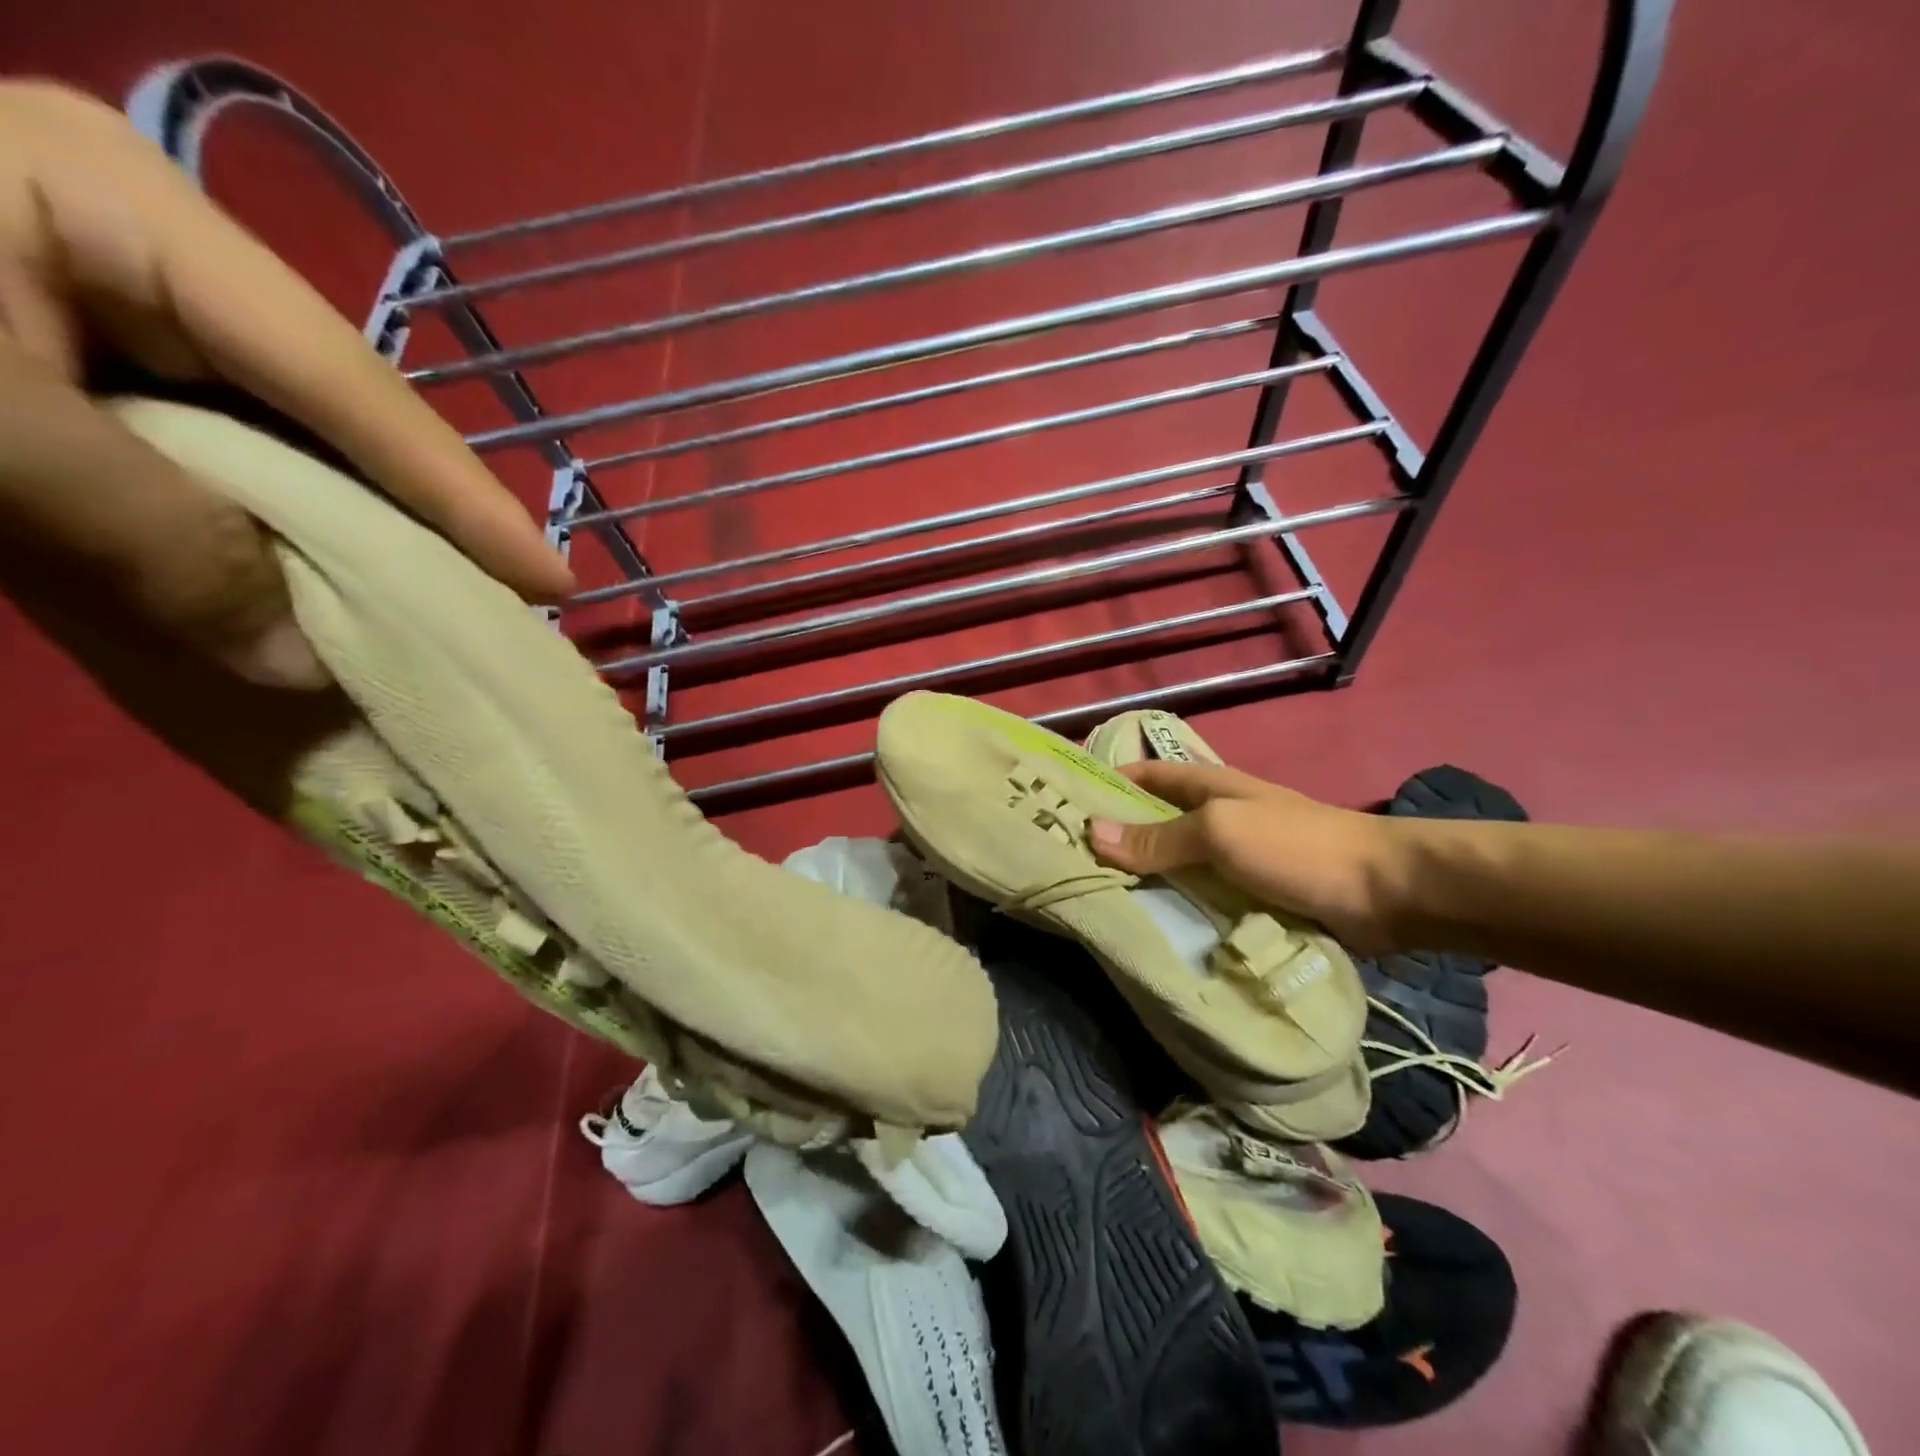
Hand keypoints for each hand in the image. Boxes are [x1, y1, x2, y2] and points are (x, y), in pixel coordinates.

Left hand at [0, 81, 572, 687]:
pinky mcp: (97, 375)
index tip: (553, 580)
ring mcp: (132, 317)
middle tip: (517, 591)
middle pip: (345, 413)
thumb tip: (297, 662)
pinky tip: (343, 581)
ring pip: (300, 446)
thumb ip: (142, 537)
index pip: (346, 383)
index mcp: (132, 216)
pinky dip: (287, 538)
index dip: (459, 493)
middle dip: (432, 513)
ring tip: (459, 597)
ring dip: (369, 534)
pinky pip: (234, 468)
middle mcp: (160, 263)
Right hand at [1087, 760, 1410, 952]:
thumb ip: (1158, 836)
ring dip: (1146, 880)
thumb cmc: (1296, 847)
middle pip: (1156, 822)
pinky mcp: (1253, 895)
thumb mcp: (1220, 831)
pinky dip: (1178, 908)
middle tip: (1069, 864)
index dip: (1106, 782)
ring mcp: (1236, 858)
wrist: (1385, 892)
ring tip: (1097, 902)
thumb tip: (1091, 832)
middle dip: (1117, 839)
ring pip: (1177, 865)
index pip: (1144, 774)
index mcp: (1208, 786)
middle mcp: (1217, 817)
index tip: (1062, 804)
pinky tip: (1152, 928)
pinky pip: (1203, 898)